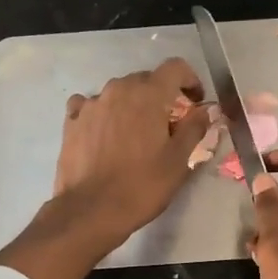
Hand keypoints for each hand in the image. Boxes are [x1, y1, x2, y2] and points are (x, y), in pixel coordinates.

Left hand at [52, 58, 211, 247]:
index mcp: (148, 94)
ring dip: (132, 105)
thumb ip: (195, 128)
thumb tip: (205, 110)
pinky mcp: (72, 121)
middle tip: (168, 124)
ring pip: (118, 93)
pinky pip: (90, 106)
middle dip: (161, 96)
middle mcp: (118, 89)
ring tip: (135, 134)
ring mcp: (91, 104)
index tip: (195, 102)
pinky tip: (104, 133)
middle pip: (146, 80)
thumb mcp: (178, 160)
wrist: (91, 210)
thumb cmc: (142, 186)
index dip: (190, 80)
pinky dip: (102, 113)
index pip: (175, 68)